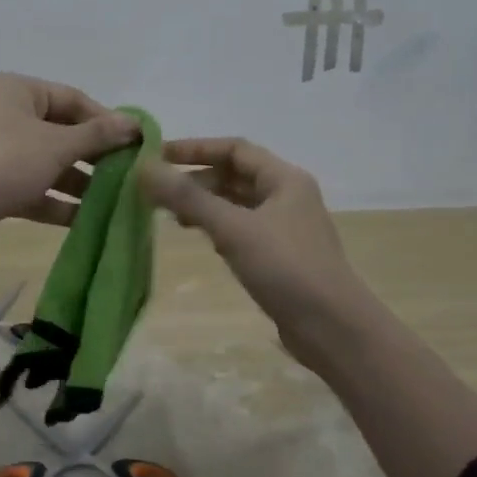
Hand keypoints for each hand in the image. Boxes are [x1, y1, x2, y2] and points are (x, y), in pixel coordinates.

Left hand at [0, 74, 139, 255]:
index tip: (136, 144)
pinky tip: (87, 219)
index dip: (106, 120)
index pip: (73, 99)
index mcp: (18, 91)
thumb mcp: (56, 144)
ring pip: (50, 164)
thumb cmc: (3, 161)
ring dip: (80, 183)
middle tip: (129, 175)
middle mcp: (8, 116)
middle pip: (63, 133)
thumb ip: (97, 135)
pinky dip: (58, 202)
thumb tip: (135, 124)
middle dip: (95, 156)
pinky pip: (35, 190)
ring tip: (115, 201)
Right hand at [139, 138, 369, 368]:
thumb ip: (188, 198)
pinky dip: (218, 228)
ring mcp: (285, 228)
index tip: (155, 157)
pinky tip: (201, 240)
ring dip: (205, 204)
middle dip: (196, 179)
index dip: (194, 149)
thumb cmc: (285, 269)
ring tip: (171, 216)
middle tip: (157, 191)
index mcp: (284, 179)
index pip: (234, 149)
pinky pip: (242, 230)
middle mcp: (287, 197)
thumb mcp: (233, 229)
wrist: (331, 327)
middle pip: (235, 175)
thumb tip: (144, 168)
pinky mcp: (280, 257)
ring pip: (237, 205)